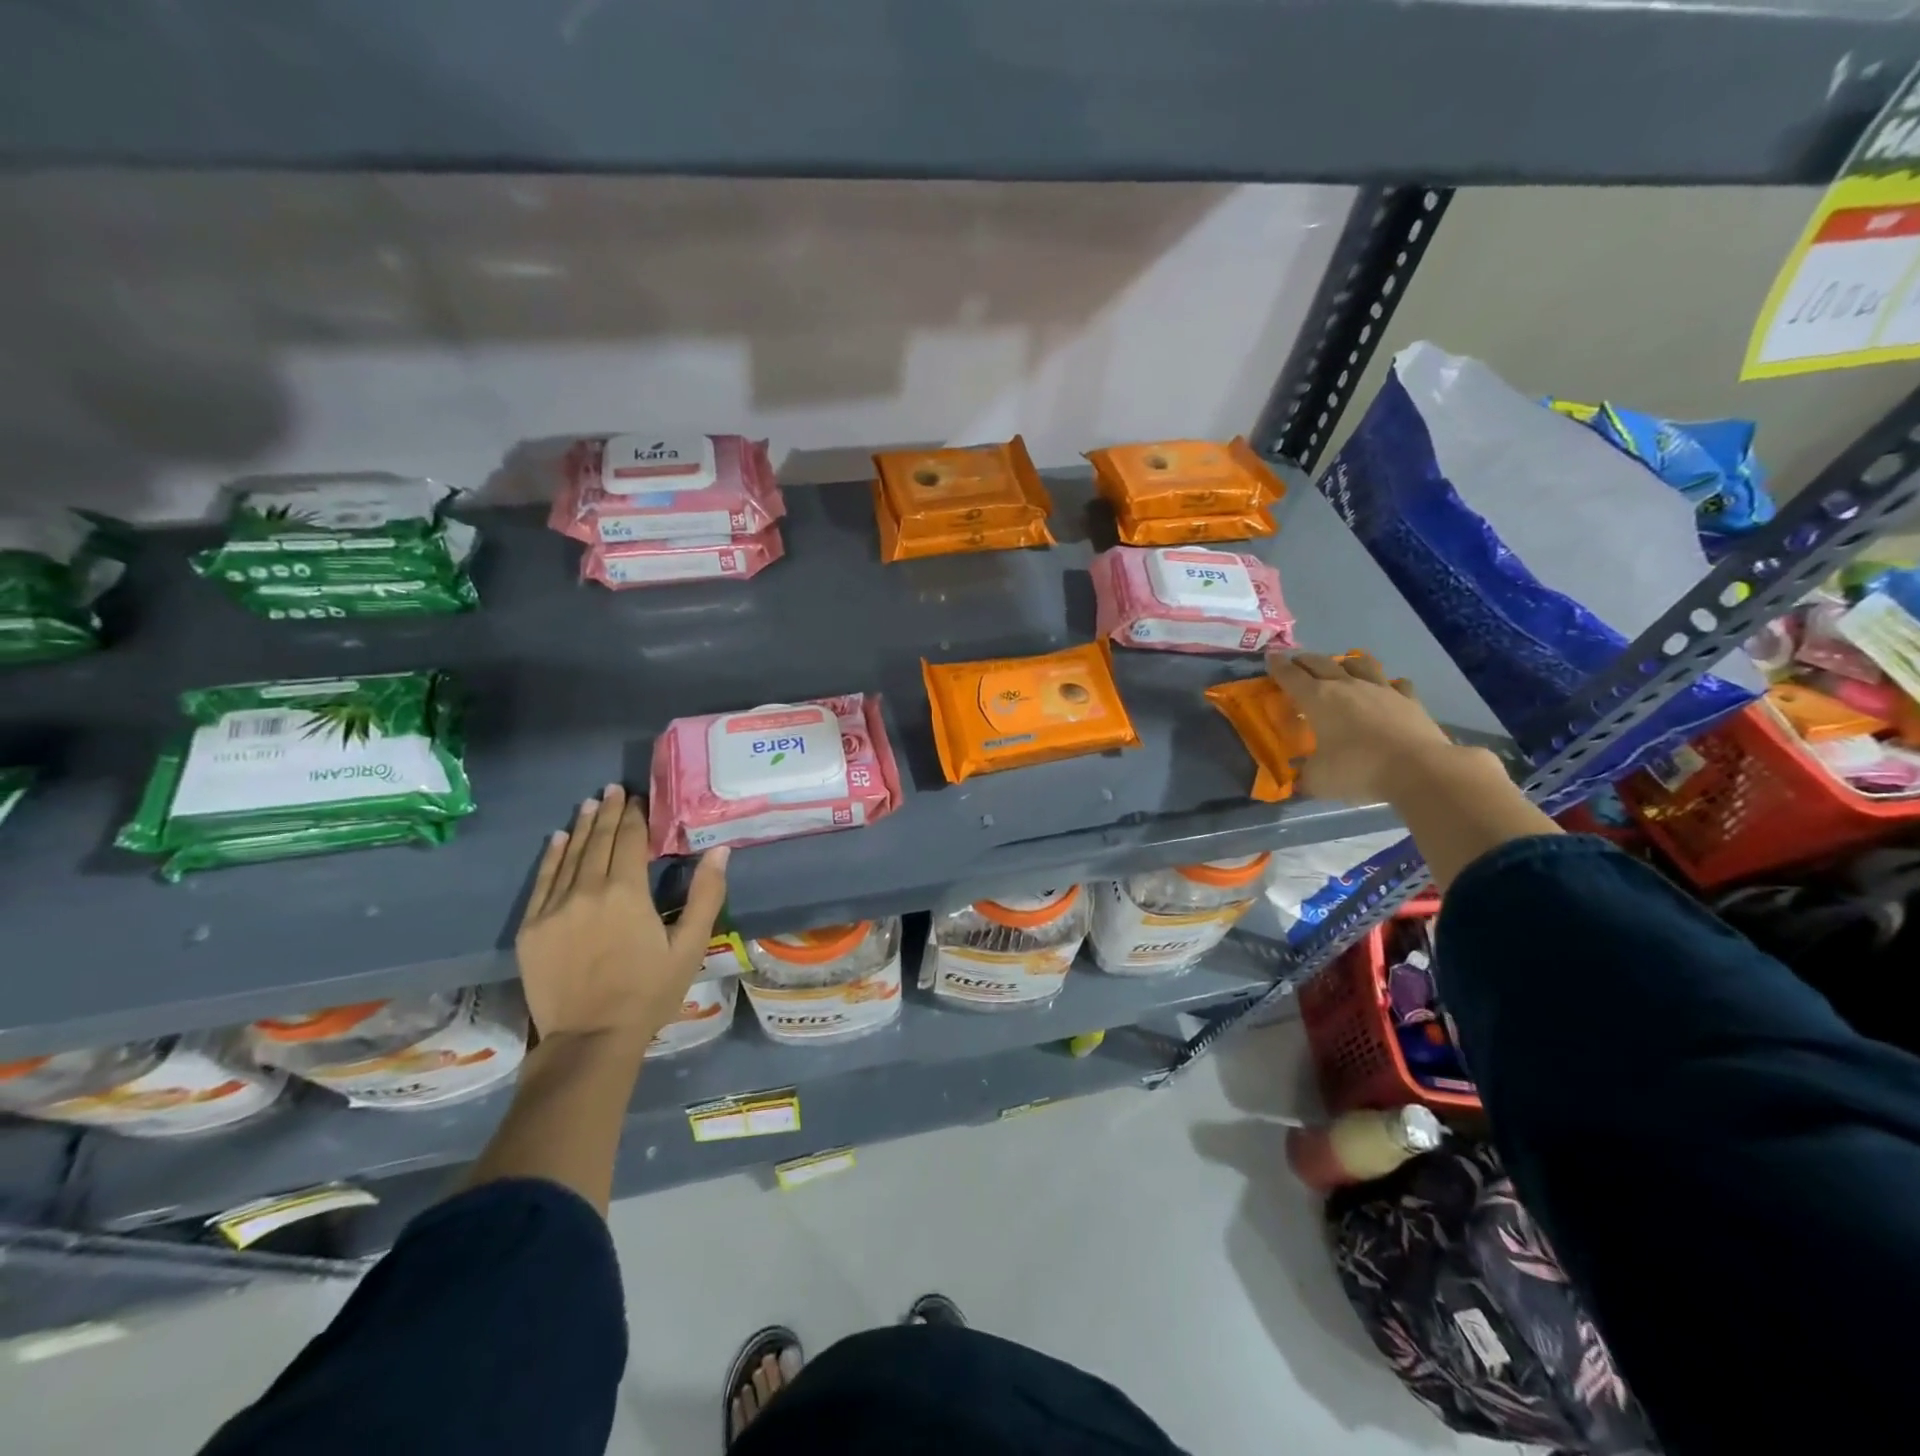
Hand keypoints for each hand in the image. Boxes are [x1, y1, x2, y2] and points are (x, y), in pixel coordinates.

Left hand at [515, 784, 728, 1043]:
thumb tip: (720, 851)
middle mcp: (587, 891)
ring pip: (570, 856)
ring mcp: (554, 908)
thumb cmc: (649, 992)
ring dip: (582, 826)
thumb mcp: (689, 947)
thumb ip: (705, 896)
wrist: (590, 1039)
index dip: (634, 816)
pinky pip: (543, 881)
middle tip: (613, 789)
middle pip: (598, 841)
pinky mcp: (533, 927)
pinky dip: (552, 855)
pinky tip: (558, 838)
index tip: (637, 798)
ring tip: (590, 803)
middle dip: (608, 812)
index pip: (630, 841)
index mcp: (627, 893)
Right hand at [1267, 651, 1455, 803]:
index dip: (1278, 666)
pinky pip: (1396, 684)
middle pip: (1321, 664)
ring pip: (1359, 664)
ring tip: (1341, 666)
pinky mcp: (1409, 700)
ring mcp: (1381, 690)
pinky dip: (1387, 684)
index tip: (1270, 656)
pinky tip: (1387, 689)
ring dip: (1346, 663)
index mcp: (1318, 699)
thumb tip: (1300, 778)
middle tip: (1296, 661)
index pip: (1291, 676)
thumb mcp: (1318, 780)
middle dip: (1305, 661)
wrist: (1419, 768)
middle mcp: (1347, 686)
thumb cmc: (1358, 769)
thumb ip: (1305, 776)